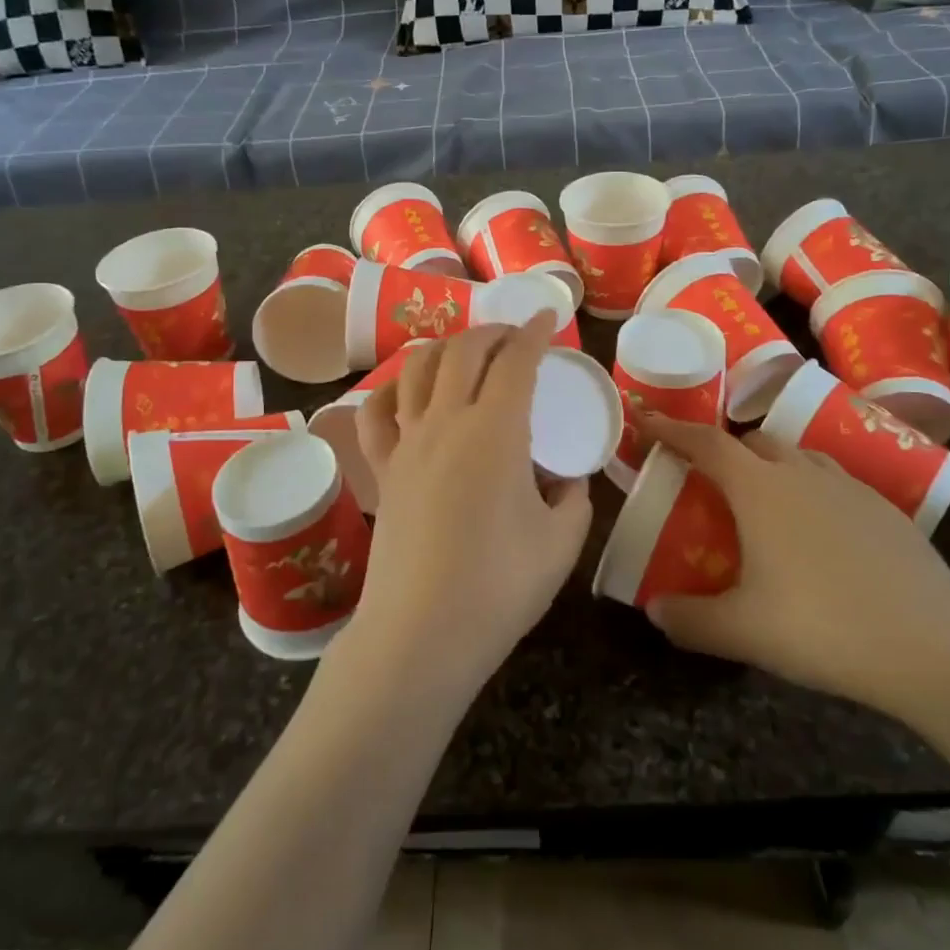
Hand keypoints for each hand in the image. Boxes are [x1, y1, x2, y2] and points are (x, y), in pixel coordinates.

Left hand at [348, 315, 593, 692]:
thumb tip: (567, 480)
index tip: (548, 316)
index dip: (535, 332)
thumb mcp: (561, 542)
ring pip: (418, 369)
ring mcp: (407, 443)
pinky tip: (405, 392)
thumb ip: (573, 499)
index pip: (516, 361)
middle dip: (493, 331)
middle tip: (515, 334)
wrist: (422, 633)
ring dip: (445, 348)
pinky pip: (376, 413)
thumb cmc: (500, 586)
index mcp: (496, 431)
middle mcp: (446, 421)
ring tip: (465, 353)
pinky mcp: (382, 469)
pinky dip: (392, 389)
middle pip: (464, 351)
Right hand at [638, 416, 949, 727]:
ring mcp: (850, 488)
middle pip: (755, 440)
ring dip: (772, 466)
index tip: (649, 423)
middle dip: (726, 450)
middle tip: (710, 481)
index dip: (673, 431)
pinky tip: (819, 536)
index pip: (706, 443)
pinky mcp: (887, 510)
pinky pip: (835, 482)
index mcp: (760, 489)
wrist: (937, 648)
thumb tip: (656, 612)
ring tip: (764, 504)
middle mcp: (802, 473)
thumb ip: (690, 620)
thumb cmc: (824, 627)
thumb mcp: (743, 632)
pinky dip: (812, 490)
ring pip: (799, 456)